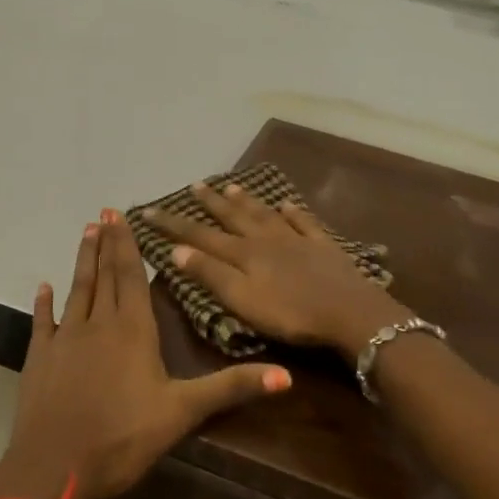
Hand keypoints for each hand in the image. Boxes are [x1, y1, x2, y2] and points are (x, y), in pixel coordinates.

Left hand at [0, 210, 290, 498]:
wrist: (55, 469)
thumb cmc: (124, 438)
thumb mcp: (184, 412)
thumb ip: (231, 387)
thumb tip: (287, 375)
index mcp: (133, 330)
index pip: (131, 276)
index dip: (127, 244)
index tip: (120, 215)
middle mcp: (98, 324)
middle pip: (104, 276)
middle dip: (106, 244)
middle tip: (103, 213)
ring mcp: (64, 339)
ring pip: (77, 290)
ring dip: (82, 262)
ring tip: (85, 233)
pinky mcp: (39, 359)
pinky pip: (42, 322)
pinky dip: (43, 303)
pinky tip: (43, 287)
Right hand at [139, 183, 411, 358]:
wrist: (350, 312)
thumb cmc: (291, 313)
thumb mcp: (242, 300)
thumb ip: (210, 275)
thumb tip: (176, 250)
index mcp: (244, 254)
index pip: (200, 236)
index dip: (173, 224)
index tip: (148, 210)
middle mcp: (266, 239)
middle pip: (233, 217)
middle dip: (210, 203)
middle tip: (195, 184)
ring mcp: (296, 240)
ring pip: (265, 214)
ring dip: (246, 200)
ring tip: (232, 186)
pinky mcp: (323, 247)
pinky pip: (304, 223)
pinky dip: (293, 212)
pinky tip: (287, 203)